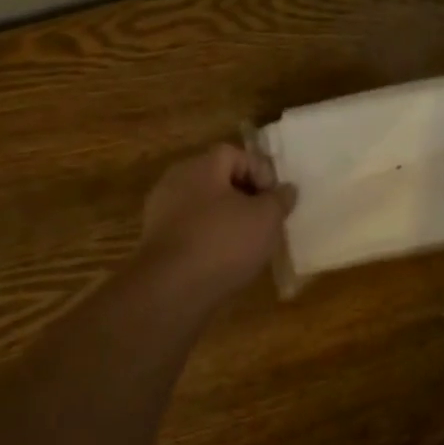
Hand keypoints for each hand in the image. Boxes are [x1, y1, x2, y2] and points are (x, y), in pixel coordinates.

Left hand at [134, 143, 295, 301]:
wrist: (171, 290)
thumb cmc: (224, 243)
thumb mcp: (266, 218)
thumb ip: (279, 199)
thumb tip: (286, 189)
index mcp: (200, 167)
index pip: (235, 154)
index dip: (260, 171)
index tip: (274, 199)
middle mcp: (176, 182)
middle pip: (217, 179)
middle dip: (245, 196)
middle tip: (266, 219)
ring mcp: (161, 212)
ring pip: (204, 207)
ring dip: (228, 220)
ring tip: (249, 243)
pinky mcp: (157, 242)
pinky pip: (191, 230)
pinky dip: (210, 239)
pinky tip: (225, 260)